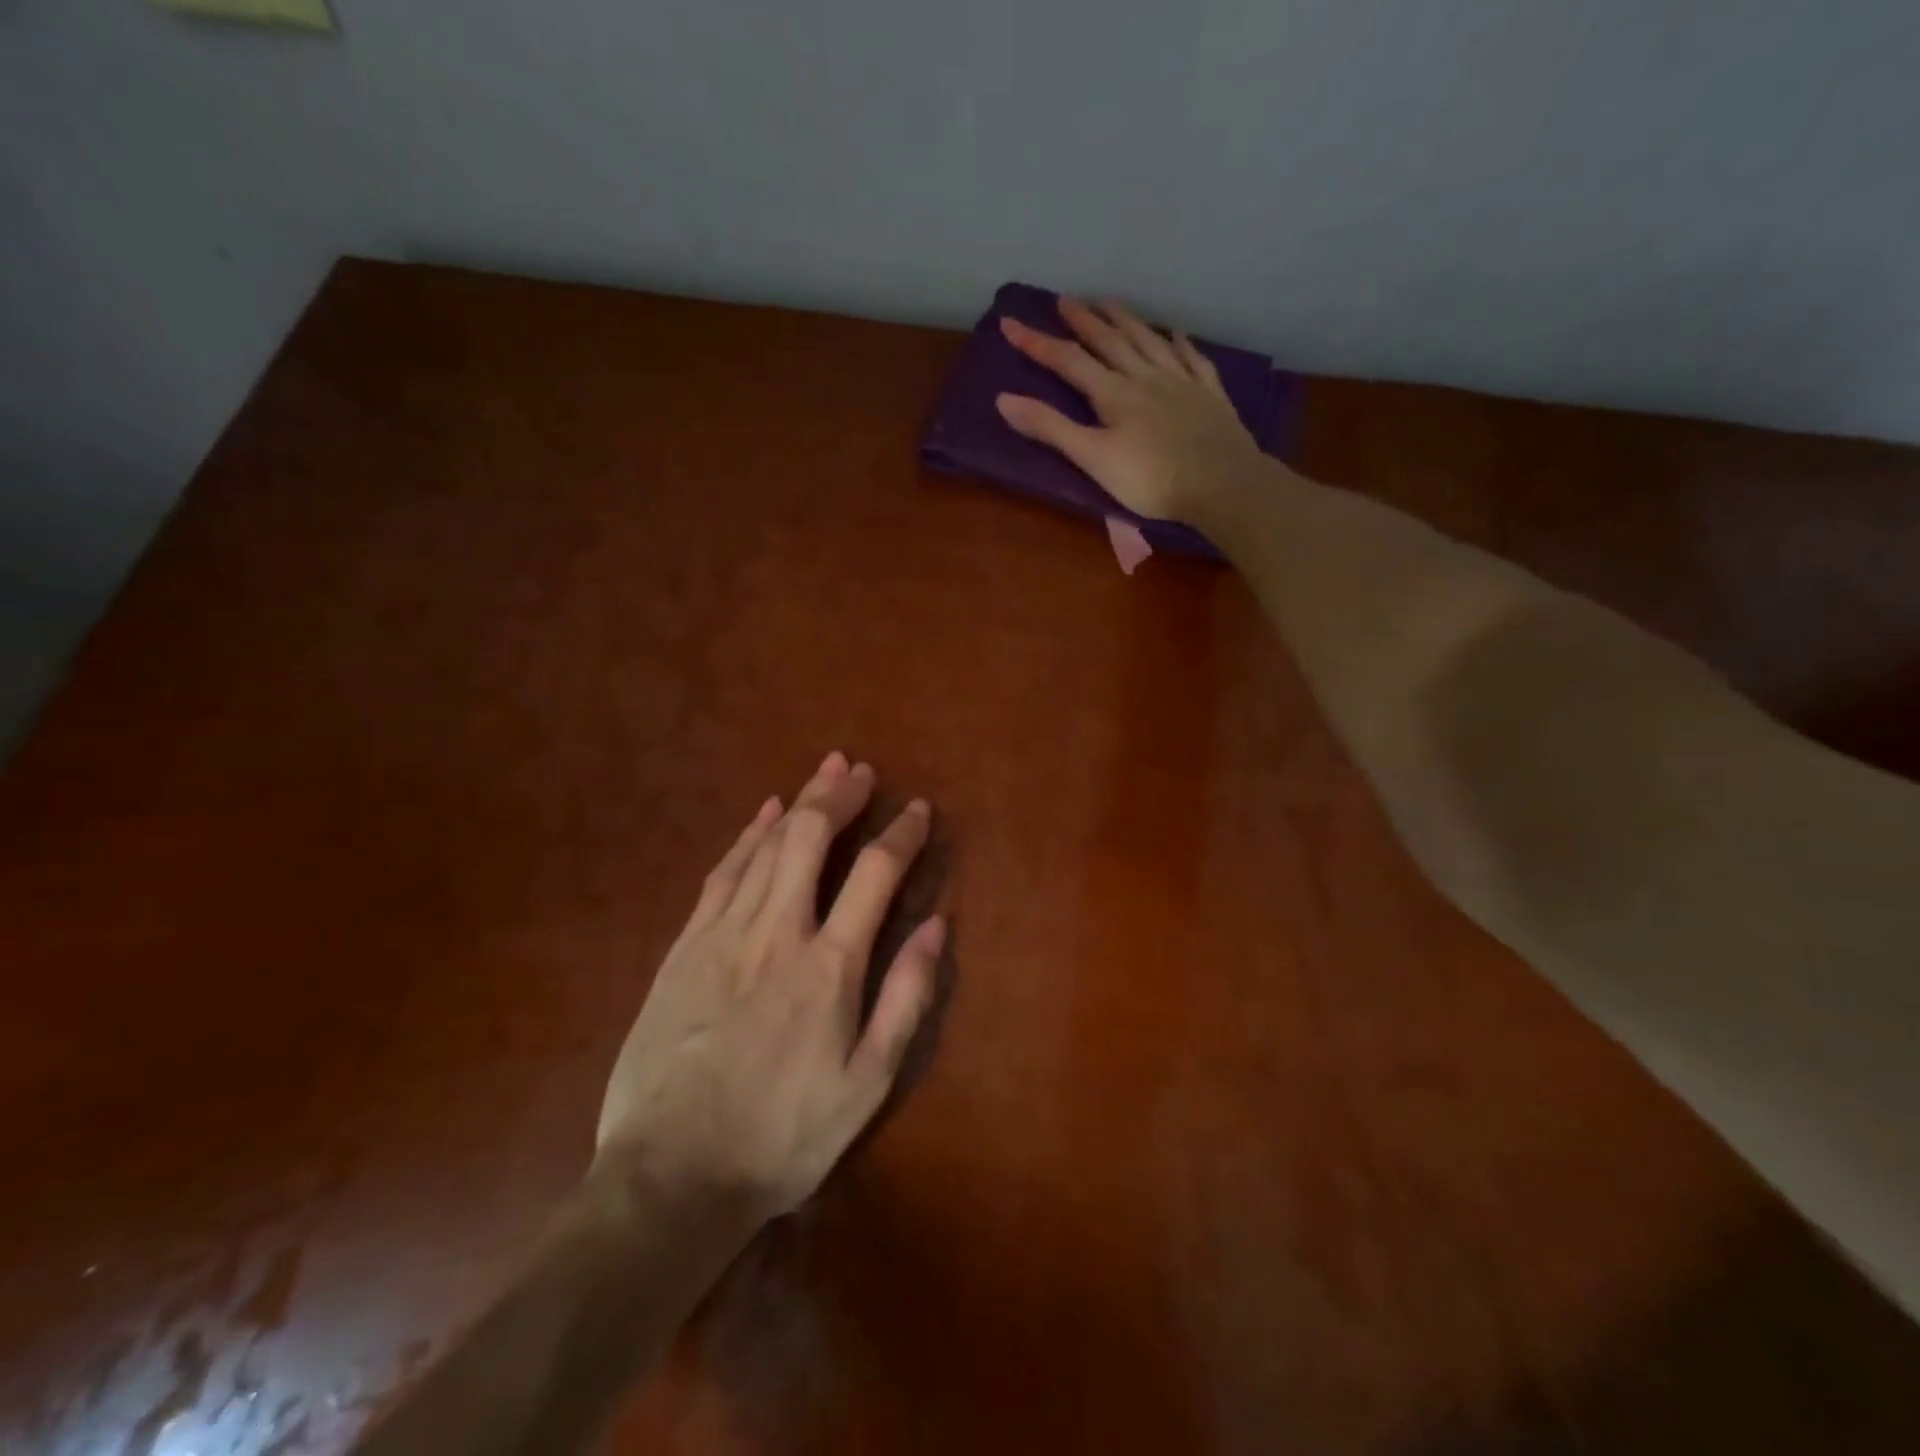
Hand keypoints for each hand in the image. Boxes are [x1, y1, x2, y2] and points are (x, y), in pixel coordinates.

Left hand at [595, 753, 942, 1221]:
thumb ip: (906, 997)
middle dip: (840, 796)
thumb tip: (937, 926)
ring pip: (765, 846)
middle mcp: (777, 932)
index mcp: (829, 965)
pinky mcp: (684, 947)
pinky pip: (722, 873)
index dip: (901, 834)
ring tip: (823, 772)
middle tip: (861, 771)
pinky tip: (764, 815)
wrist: (670, 1177)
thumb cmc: (783, 1136)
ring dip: (799, 803)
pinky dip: (747, 835)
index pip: (875, 874)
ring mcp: (723, 934)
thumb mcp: (867, 1083)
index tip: (918, 809)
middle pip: (810, 839)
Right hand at [995, 296, 1269, 524]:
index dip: (1037, 343)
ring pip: (1148, 341)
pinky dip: (1179, 343)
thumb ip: (1051, 429)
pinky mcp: (1209, 395)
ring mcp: (1181, 382)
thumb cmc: (1150, 479)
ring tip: (1111, 302)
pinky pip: (1192, 359)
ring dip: (1126, 320)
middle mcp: (1145, 377)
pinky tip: (1175, 334)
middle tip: (1065, 300)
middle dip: (1084, 320)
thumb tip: (1004, 400)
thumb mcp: (1092, 458)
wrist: (1220, 483)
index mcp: (1113, 393)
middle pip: (1110, 341)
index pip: (1068, 361)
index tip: (1011, 323)